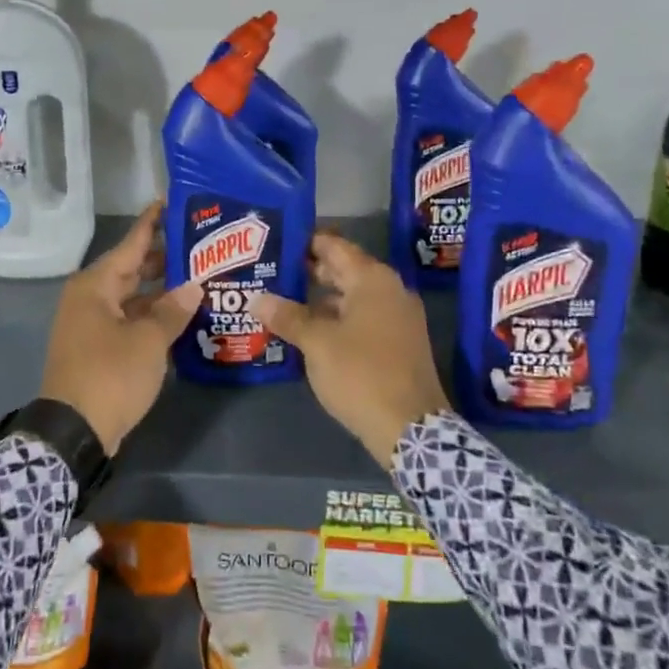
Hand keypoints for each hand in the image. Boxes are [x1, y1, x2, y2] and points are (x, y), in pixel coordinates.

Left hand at [39, 203, 201, 454]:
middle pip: (130, 269)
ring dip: (160, 291)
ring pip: (130, 296)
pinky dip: (150, 316)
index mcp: (95, 286)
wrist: (73, 431)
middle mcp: (89, 298)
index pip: (130, 245)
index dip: (152, 224)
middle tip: (199, 246)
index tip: (170, 202)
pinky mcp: (96, 347)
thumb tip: (193, 288)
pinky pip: (127, 319)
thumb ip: (172, 311)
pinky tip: (178, 316)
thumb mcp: (149, 341)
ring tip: (197, 279)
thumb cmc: (110, 375)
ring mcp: (90, 323)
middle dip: (163, 259)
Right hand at [253, 234, 450, 466]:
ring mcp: (398, 318)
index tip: (277, 240)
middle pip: (344, 270)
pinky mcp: (399, 343)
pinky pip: (362, 318)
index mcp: (373, 280)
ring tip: (282, 301)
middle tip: (271, 271)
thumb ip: (287, 316)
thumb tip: (256, 299)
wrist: (411, 428)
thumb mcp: (317, 343)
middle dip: (309, 271)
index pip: (335, 246)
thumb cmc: (361, 374)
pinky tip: (309, 331)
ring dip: (320, 298)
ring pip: (352, 297)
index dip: (305, 242)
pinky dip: (336, 319)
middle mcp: (390, 291)